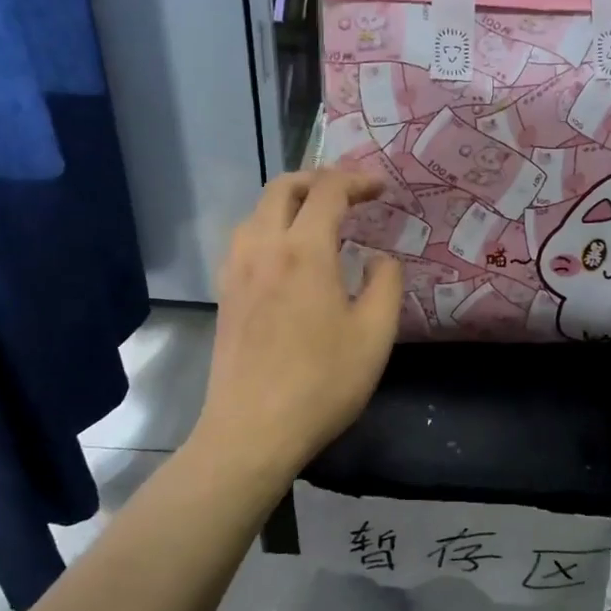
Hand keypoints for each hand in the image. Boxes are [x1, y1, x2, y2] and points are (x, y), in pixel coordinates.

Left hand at [191, 170, 403, 485]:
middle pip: (283, 188)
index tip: (380, 188)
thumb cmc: (322, 383)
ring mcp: (236, 271)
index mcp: (304, 251)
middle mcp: (263, 248)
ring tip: (317, 221)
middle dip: (318, 179)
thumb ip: (385, 285)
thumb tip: (379, 259)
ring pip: (257, 212)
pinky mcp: (224, 295)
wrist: (252, 431)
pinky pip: (244, 240)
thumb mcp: (375, 335)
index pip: (328, 191)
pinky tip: (286, 257)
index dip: (356, 180)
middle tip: (348, 194)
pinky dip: (269, 228)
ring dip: (289, 202)